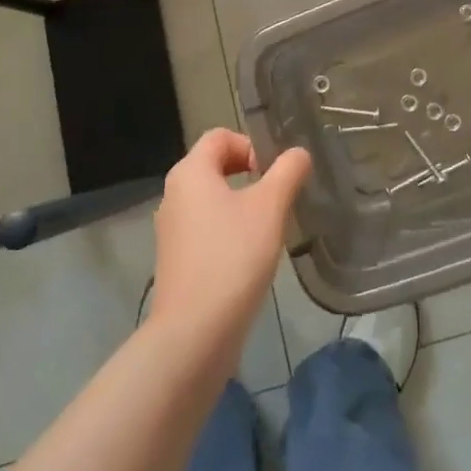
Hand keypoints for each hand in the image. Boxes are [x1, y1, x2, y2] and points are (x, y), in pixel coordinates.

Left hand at [148, 129, 310, 367]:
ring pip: (211, 199)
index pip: (220, 136)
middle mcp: (174, 194)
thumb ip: (288, 172)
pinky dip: (229, 231)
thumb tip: (298, 153)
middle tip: (277, 196)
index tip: (275, 172)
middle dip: (249, 173)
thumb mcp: (270, 208)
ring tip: (269, 227)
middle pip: (215, 165)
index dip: (251, 144)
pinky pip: (206, 228)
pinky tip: (250, 256)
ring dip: (241, 204)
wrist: (194, 334)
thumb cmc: (233, 258)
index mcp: (190, 172)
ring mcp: (171, 229)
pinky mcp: (176, 260)